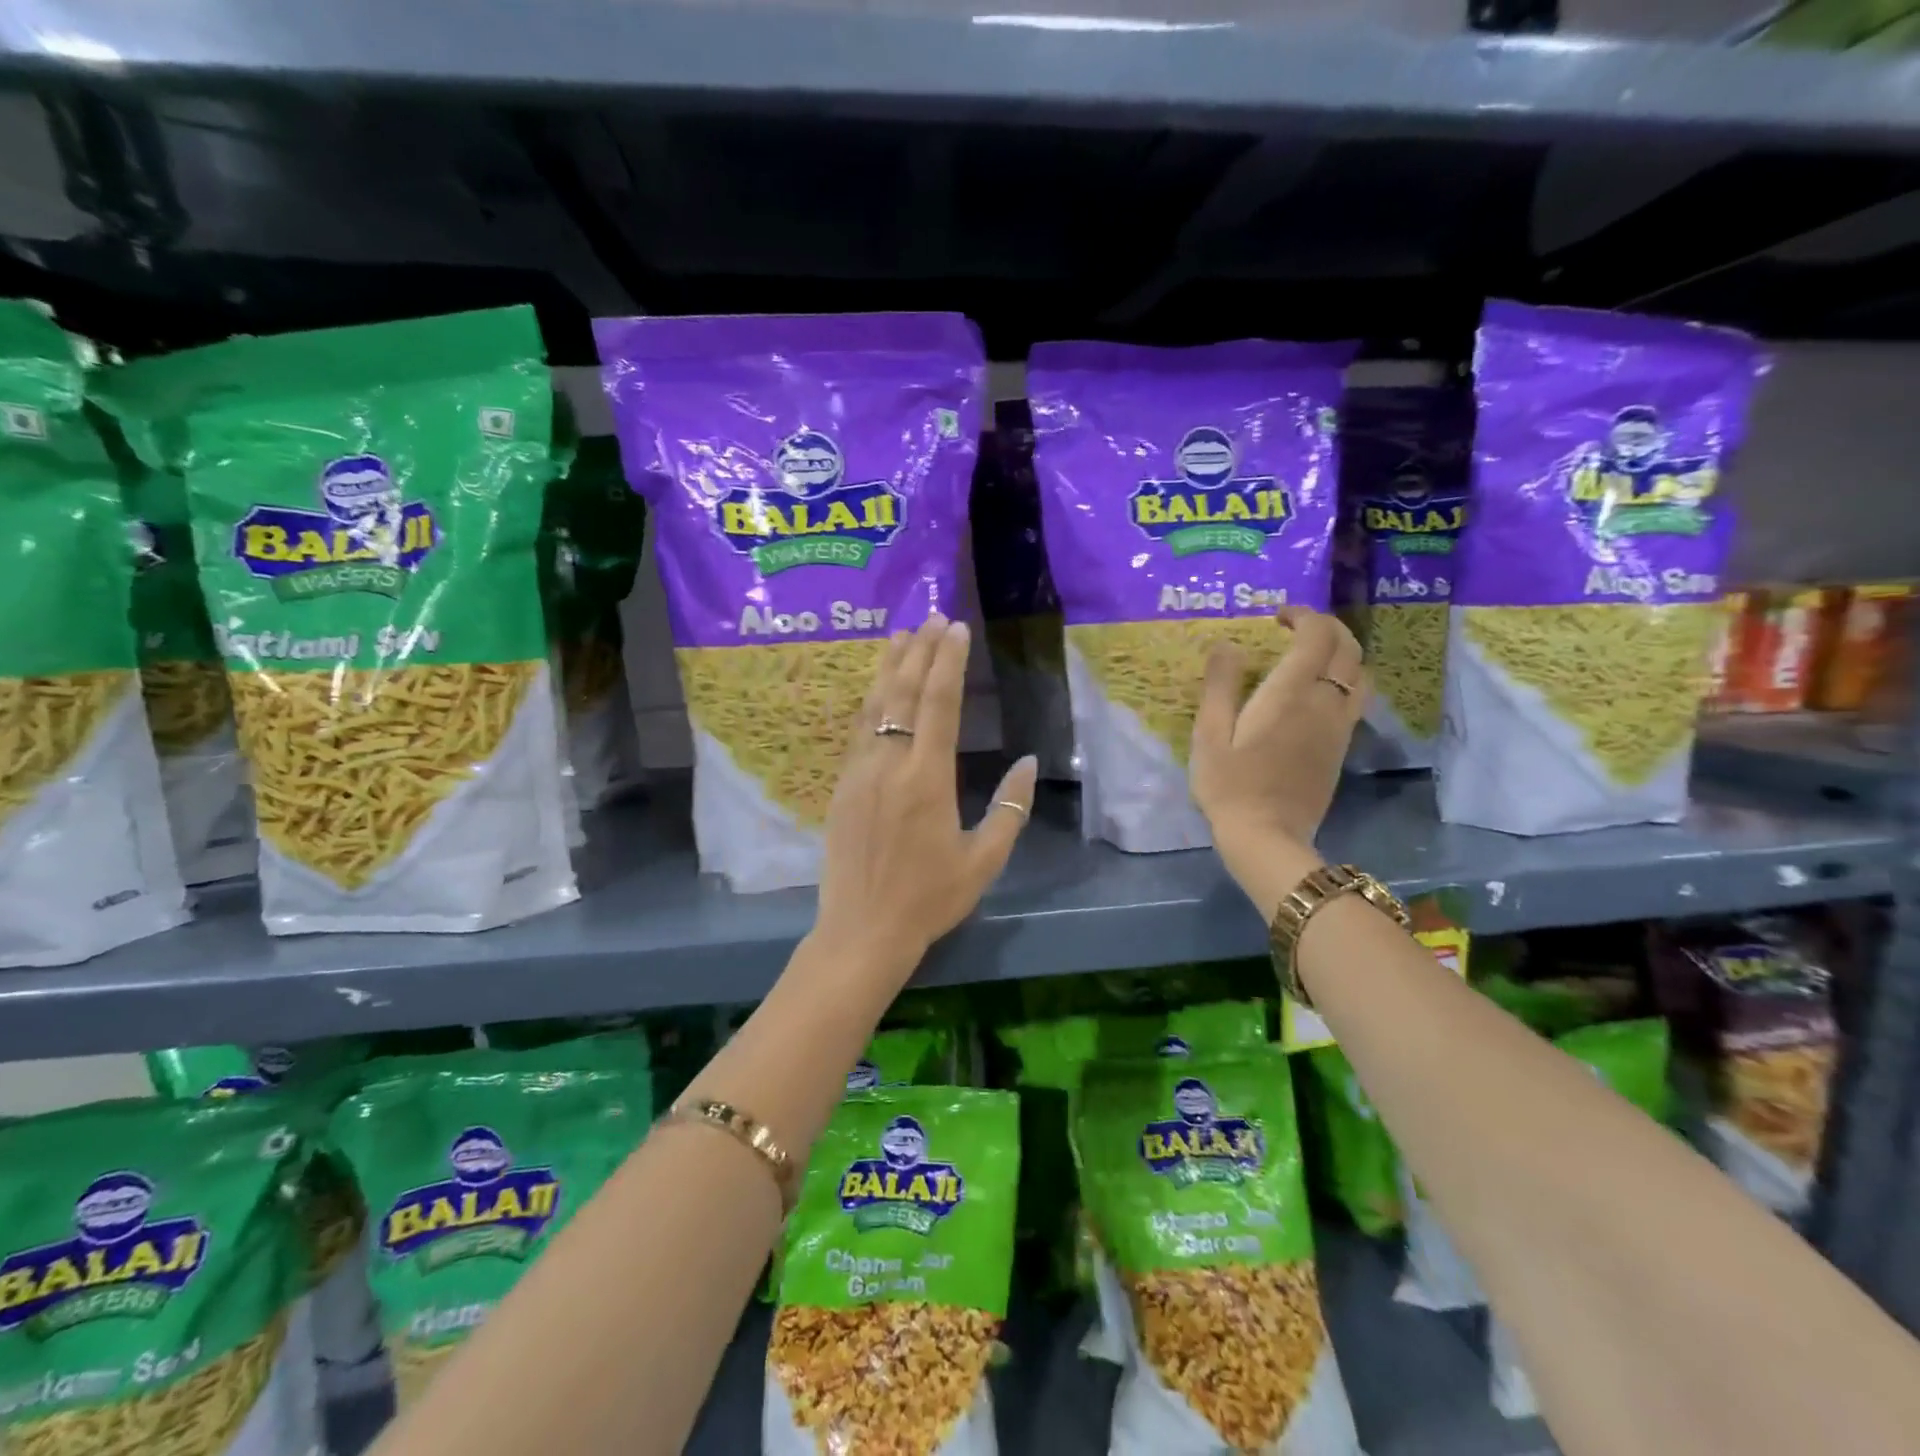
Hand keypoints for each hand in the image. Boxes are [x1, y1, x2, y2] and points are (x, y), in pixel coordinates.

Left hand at [813, 613, 1037, 978]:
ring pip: (875, 707)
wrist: (862, 930)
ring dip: (890, 667)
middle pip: (904, 694)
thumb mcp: (984, 860)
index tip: (956, 628)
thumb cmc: (930, 898)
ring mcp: (859, 773)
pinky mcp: (841, 786)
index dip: (948, 662)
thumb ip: (1010, 809)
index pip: (939, 705)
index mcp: (927, 779)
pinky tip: (877, 688)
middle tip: (934, 617)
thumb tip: (1027, 763)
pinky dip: (871, 701)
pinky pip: (858, 731)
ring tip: (902, 635)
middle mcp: (889, 764)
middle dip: (921, 652)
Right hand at [1190, 607, 1366, 856]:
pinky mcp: (1341, 747)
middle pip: (1348, 648)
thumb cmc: (1230, 784)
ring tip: (1310, 654)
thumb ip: (1220, 684)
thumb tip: (1227, 644)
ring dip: (1341, 652)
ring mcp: (1339, 726)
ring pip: (1360, 673)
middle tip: (1295, 628)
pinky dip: (1344, 678)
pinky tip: (1317, 690)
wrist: (1267, 836)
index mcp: (1292, 693)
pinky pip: (1356, 698)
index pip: (1317, 636)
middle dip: (1326, 627)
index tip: (1277, 617)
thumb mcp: (1209, 733)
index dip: (1303, 615)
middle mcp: (1326, 702)